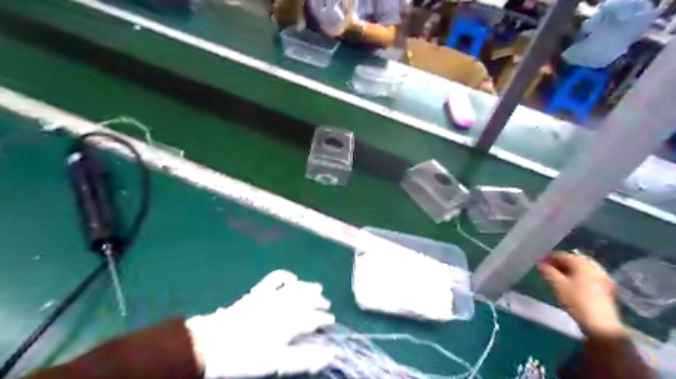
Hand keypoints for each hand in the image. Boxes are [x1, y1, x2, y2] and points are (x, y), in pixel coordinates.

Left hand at [183, 270, 333, 377]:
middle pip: (307, 299)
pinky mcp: (258, 292)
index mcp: (289, 323)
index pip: (312, 318)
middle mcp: (283, 305)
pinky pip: (275, 278)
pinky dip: (286, 276)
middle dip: (319, 301)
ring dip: (308, 287)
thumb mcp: (277, 362)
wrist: (212, 344)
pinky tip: (292, 278)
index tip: (331, 321)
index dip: (323, 319)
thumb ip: (304, 358)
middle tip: (326, 305)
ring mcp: (270, 296)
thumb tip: (329, 354)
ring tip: (318, 288)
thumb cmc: (246, 357)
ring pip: (296, 288)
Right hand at [539, 252, 628, 338]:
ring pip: (581, 268)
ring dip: (568, 269)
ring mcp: (602, 277)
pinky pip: (588, 275)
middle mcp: (594, 267)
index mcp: (582, 264)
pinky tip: (570, 283)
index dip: (549, 257)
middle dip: (559, 263)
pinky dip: (577, 276)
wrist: (601, 325)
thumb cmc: (576, 301)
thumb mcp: (557, 285)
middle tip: (547, 268)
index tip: (539, 263)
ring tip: (557, 276)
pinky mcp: (605, 288)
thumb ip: (547, 271)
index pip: (562, 255)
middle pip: (573, 260)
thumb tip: (541, 264)